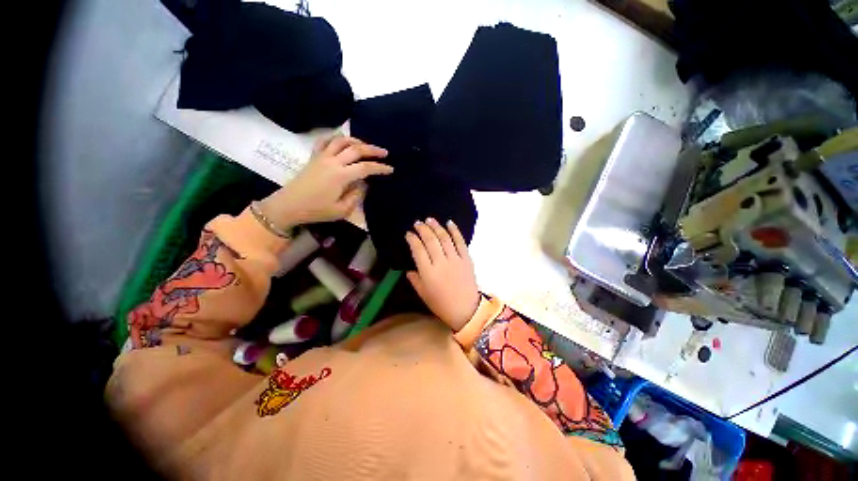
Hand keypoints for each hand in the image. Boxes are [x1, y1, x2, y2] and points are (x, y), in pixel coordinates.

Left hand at [257, 136, 390, 227]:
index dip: (380, 168)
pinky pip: (325, 141)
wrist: (289, 205)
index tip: (390, 169)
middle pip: (356, 149)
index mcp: (341, 176)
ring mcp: (322, 157)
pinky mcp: (313, 157)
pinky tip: (342, 140)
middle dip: (373, 150)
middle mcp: (333, 162)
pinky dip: (335, 137)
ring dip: (356, 141)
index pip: (366, 167)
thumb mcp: (342, 210)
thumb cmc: (316, 210)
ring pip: (341, 141)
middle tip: (384, 152)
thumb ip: (356, 196)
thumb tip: (363, 184)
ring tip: (366, 146)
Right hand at [405, 218, 479, 331]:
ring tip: (430, 219)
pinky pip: (460, 242)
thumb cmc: (442, 305)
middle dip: (423, 229)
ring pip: (445, 238)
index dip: (413, 240)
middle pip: (431, 241)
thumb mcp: (423, 295)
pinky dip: (455, 231)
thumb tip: (409, 270)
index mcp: (428, 273)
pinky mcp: (466, 259)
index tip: (409, 234)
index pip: (418, 250)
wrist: (467, 310)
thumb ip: (415, 280)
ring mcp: (455, 260)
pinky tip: (449, 223)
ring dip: (437, 227)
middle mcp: (441, 263)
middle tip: (418, 223)